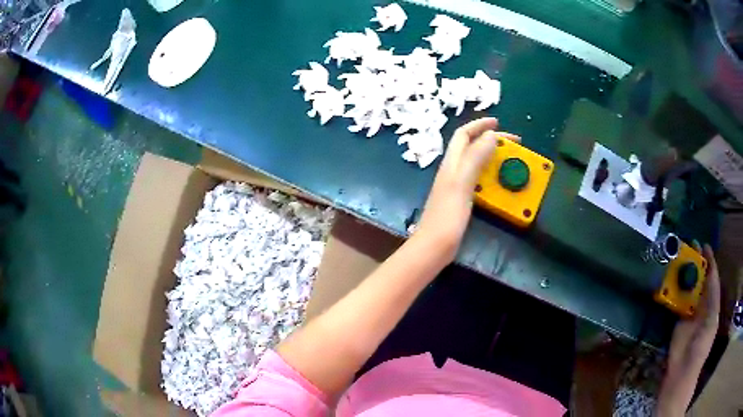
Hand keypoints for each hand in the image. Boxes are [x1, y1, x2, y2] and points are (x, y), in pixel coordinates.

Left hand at [414, 117, 518, 260]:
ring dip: (492, 156)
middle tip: (513, 143)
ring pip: (475, 162)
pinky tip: (499, 181)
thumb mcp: (462, 184)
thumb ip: (475, 158)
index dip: (479, 125)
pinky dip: (490, 174)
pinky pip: (477, 179)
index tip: (499, 123)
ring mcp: (456, 185)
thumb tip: (491, 135)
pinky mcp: (460, 199)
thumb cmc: (447, 217)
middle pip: (471, 146)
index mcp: (451, 163)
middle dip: (490, 139)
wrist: (434, 246)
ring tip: (510, 158)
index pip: (464, 134)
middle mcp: (452, 170)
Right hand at [657, 244, 720, 415]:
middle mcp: (701, 303)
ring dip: (683, 275)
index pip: (712, 276)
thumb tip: (710, 271)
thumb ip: (713, 296)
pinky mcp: (677, 319)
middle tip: (688, 247)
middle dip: (695, 263)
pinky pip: (676, 301)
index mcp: (712, 302)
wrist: (682, 371)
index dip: (709, 260)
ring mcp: (689, 311)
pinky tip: (668, 281)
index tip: (703, 245)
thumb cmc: (701, 346)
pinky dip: (673, 291)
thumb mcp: (712, 320)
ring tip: (677, 260)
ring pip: (687, 288)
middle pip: (699, 279)